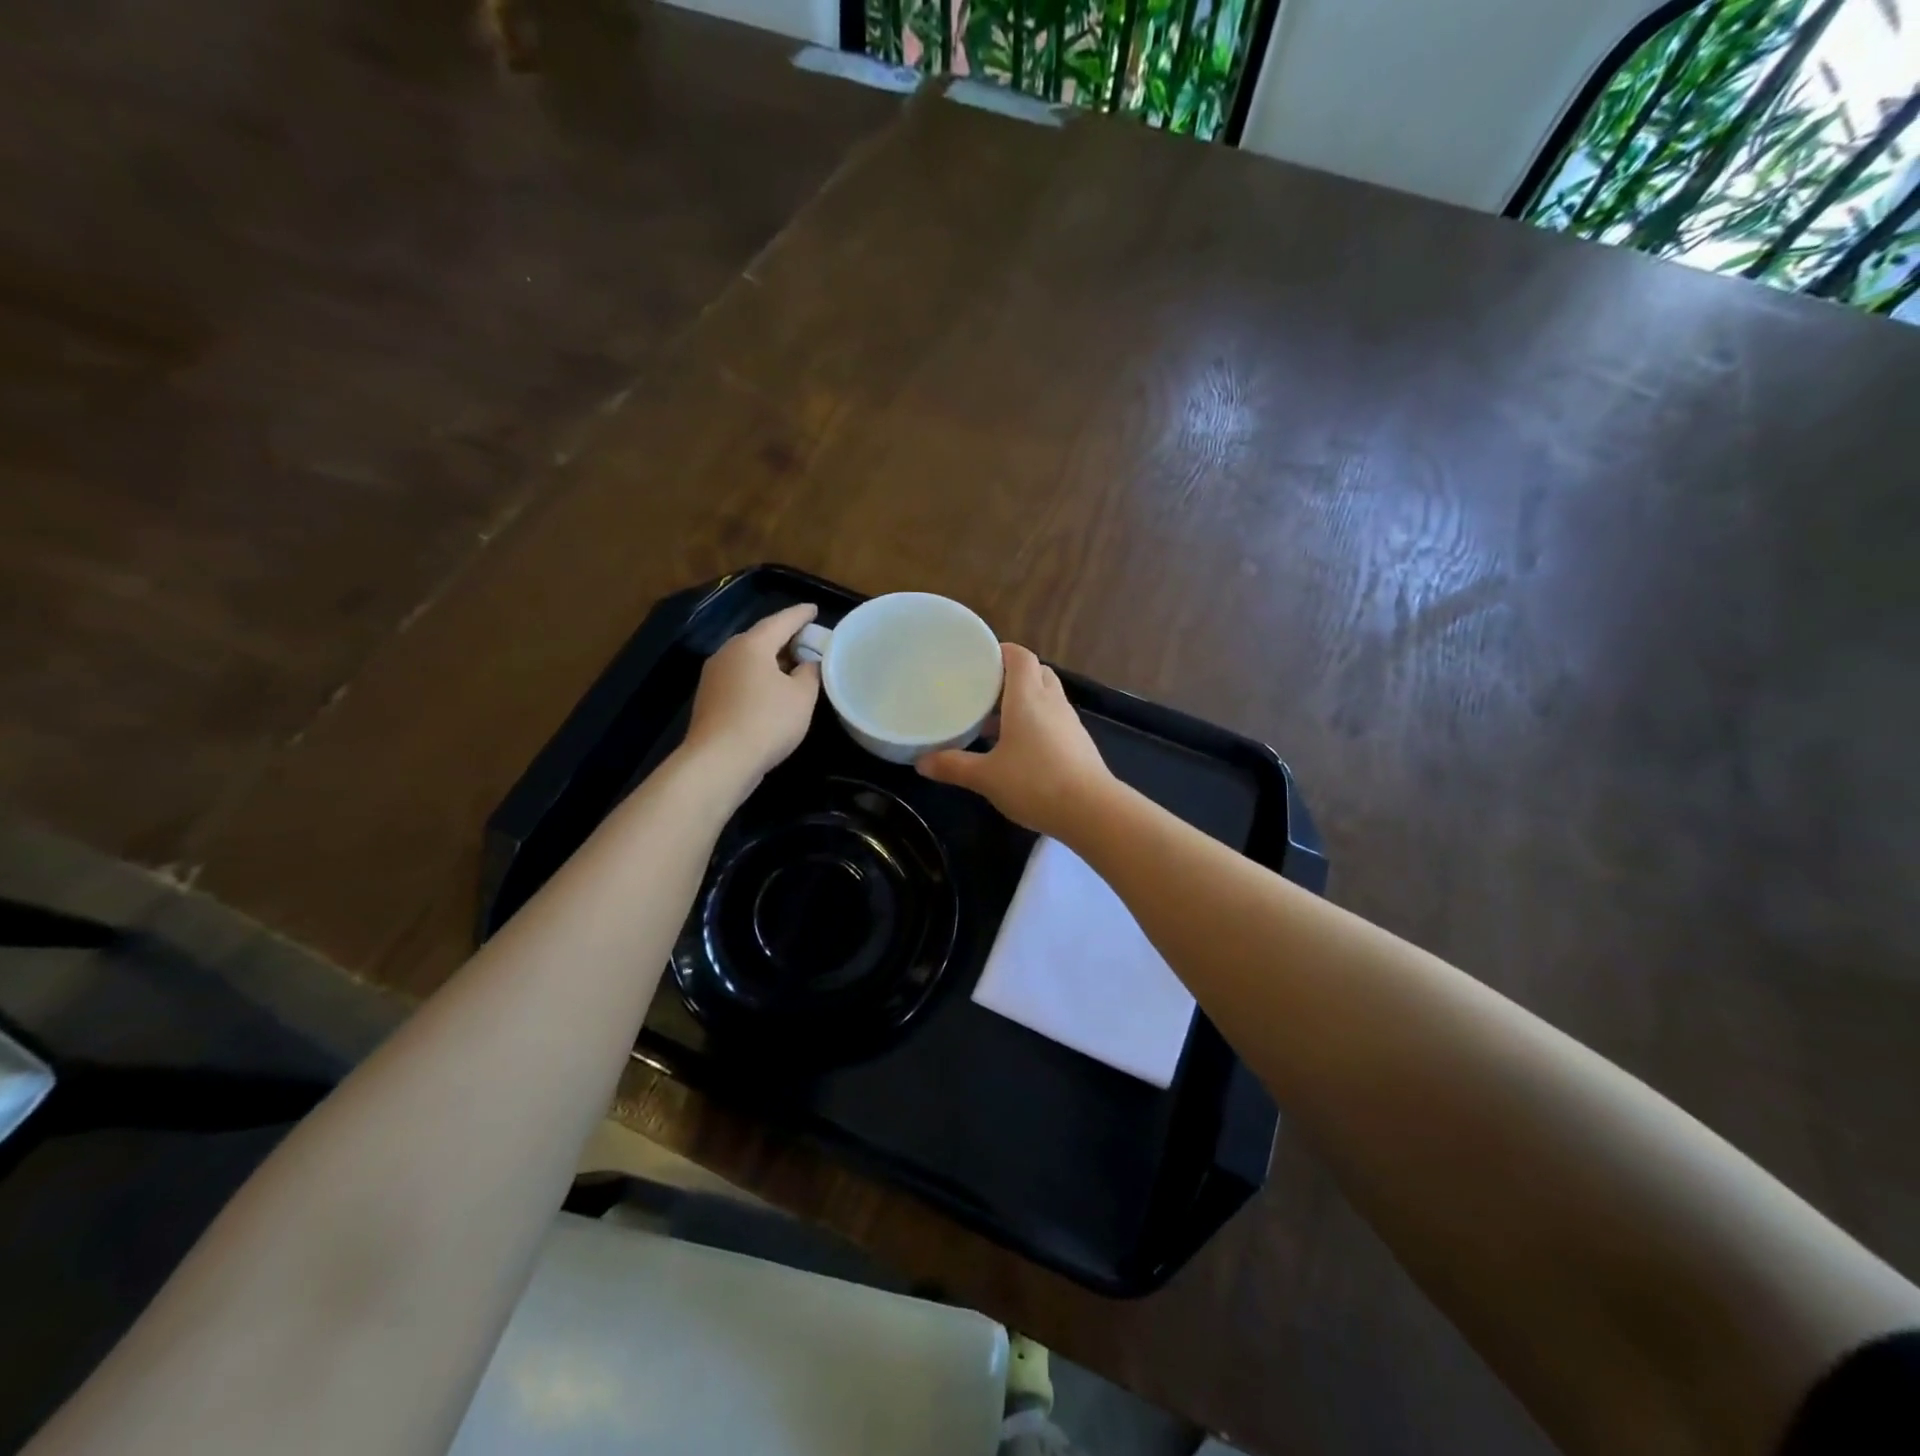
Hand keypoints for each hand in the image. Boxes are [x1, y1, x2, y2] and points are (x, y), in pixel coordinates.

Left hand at [683, 603, 821, 786]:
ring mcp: (714, 675)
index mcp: (752, 644)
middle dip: (785, 637)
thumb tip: (807, 664)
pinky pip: (740, 677)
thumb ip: (810, 673)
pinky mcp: (709, 698)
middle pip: (761, 637)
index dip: (801, 614)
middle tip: (808, 640)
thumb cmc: (767, 721)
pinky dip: (759, 677)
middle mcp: (728, 652)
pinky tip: (772, 690)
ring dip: (771, 660)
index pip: (781, 620)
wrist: (719, 761)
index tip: (814, 609)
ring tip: (793, 666)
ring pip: (749, 659)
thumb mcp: (802, 697)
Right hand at [917, 644, 1114, 839]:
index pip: (1020, 656)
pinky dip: (1038, 723)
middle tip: (985, 690)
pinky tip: (1020, 749)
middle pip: (1036, 672)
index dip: (1002, 650)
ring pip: (1047, 697)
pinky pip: (1055, 720)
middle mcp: (1051, 702)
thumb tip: (921, 762)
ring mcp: (1069, 722)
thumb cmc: (1035, 783)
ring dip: (1025, 701)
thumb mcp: (986, 777)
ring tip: (996, 721)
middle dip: (1012, 676)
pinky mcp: (1079, 743)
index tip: (980, 658)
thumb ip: (953, 766)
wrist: (1092, 810)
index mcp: (1027, 698)